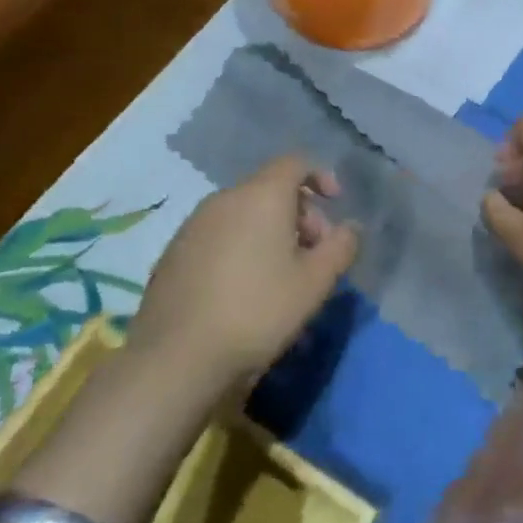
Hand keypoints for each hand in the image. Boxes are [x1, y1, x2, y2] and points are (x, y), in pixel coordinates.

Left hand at [130, 156, 358, 392]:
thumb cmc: (258, 311)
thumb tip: (350, 228)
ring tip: (283, 275)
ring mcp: (192, 227)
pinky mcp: (172, 255)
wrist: (176, 360)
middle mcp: (223, 200)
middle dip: (300, 213)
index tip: (336, 205)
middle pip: (270, 189)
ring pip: (243, 214)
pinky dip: (241, 247)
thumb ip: (341, 247)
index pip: (294, 163)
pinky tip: (246, 289)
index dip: (320, 177)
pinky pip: (219, 236)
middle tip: (315, 253)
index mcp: (261, 196)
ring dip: (271, 232)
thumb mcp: (316, 282)